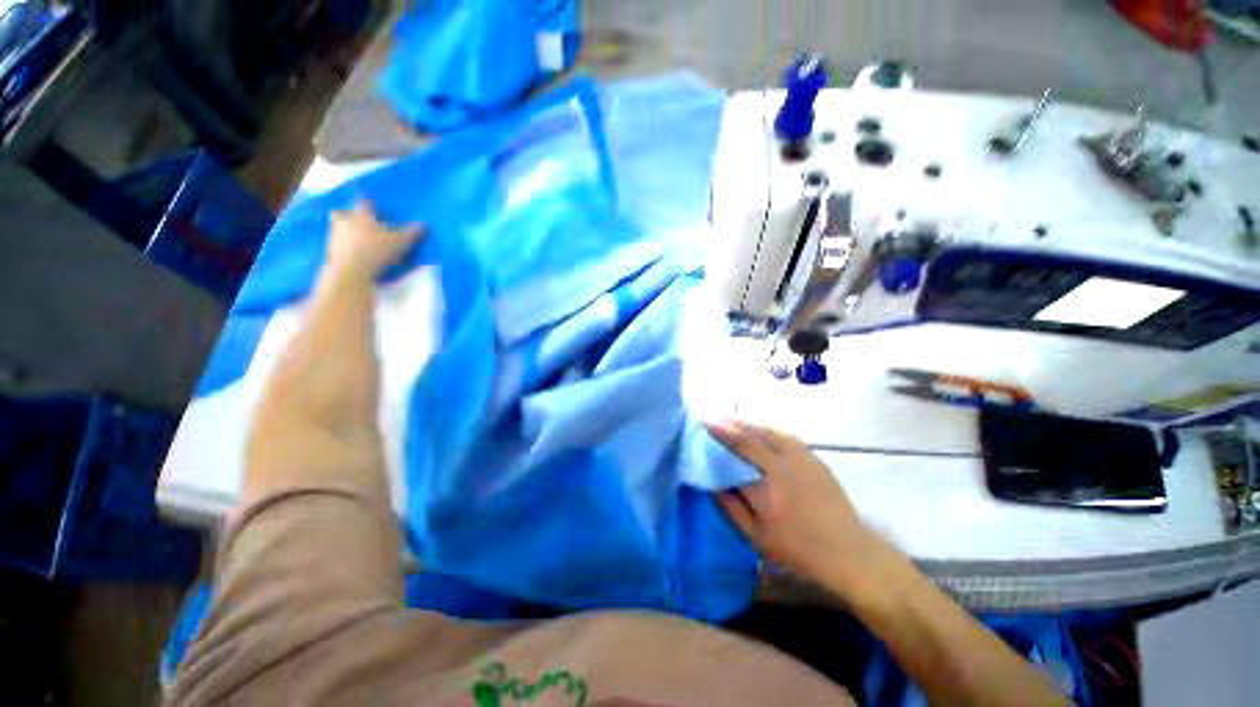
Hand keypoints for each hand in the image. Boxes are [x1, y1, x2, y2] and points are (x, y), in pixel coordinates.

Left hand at [326, 200, 423, 280]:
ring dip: (351, 232)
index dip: (374, 205)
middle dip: (356, 217)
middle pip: (347, 212)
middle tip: (369, 225)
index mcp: (360, 214)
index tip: (381, 211)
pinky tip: (358, 254)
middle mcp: (345, 220)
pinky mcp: (331, 250)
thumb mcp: (400, 242)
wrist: (350, 272)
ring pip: (342, 228)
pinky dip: (347, 246)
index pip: (366, 201)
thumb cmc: (376, 251)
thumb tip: (424, 223)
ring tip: (364, 242)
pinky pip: (339, 243)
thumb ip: (412, 232)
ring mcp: (335, 235)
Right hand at [707, 418, 902, 602]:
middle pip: (753, 436)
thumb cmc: (798, 549)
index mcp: (767, 485)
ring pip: (771, 432)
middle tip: (715, 414)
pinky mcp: (815, 459)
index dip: (720, 435)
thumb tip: (714, 484)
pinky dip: (769, 429)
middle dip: (731, 422)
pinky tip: (762, 429)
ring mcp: (802, 459)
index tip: (706, 422)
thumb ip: (731, 507)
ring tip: (734, 418)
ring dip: (750, 423)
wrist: (849, 552)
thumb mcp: (756, 536)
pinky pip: (786, 436)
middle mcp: (784, 465)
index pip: (738, 452)